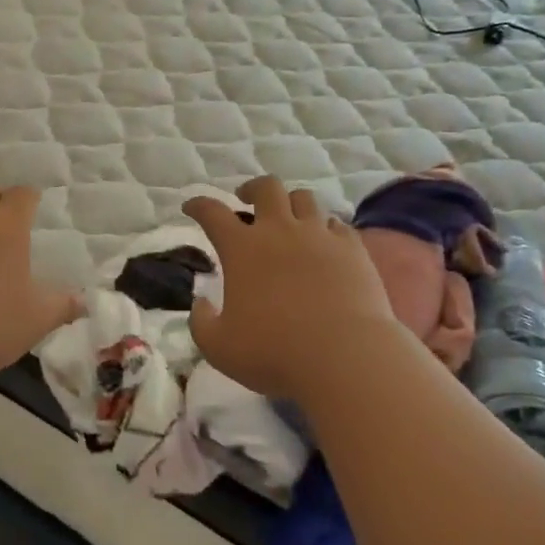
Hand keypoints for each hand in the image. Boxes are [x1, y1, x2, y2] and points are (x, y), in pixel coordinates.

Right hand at [182, 176, 402, 400]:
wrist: (344, 356)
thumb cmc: (274, 352)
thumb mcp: (219, 347)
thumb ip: (201, 322)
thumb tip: (200, 303)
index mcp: (243, 249)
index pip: (212, 213)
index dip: (198, 205)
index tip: (191, 206)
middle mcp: (280, 231)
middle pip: (266, 188)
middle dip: (252, 189)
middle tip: (246, 200)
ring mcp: (320, 236)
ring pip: (304, 198)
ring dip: (291, 203)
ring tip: (288, 218)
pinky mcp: (352, 249)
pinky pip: (337, 224)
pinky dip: (325, 227)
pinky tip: (324, 242)